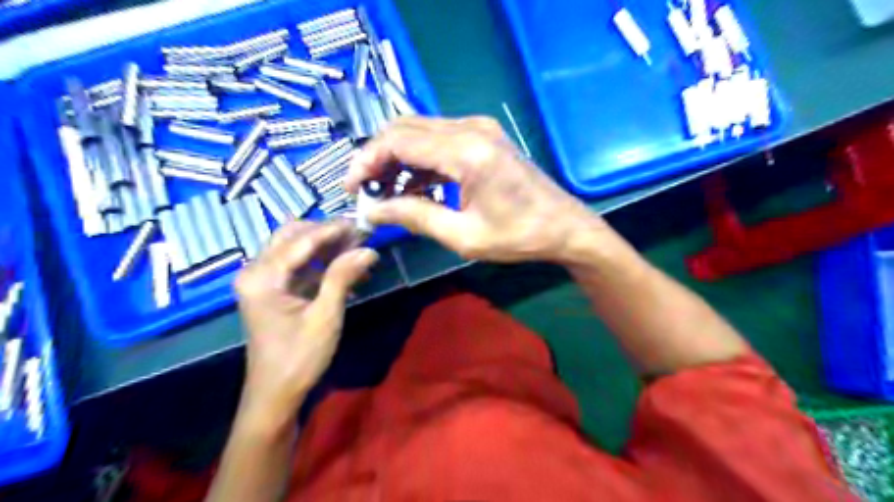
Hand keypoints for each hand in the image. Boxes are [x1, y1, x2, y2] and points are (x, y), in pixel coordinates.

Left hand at [233, 221, 375, 421]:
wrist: (275, 394)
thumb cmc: (299, 357)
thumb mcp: (325, 315)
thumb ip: (343, 276)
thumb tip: (368, 249)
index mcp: (262, 277)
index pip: (301, 240)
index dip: (333, 229)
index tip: (362, 223)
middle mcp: (255, 271)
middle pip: (292, 236)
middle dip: (326, 233)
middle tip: (358, 235)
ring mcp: (261, 281)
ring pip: (294, 248)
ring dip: (324, 246)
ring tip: (355, 248)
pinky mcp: (270, 291)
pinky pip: (295, 266)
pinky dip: (319, 263)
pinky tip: (343, 268)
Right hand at [343, 115, 608, 261]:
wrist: (565, 227)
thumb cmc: (519, 237)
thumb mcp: (463, 235)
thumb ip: (414, 217)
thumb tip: (372, 211)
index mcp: (466, 151)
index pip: (397, 141)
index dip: (366, 161)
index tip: (351, 188)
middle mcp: (470, 128)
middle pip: (404, 128)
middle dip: (377, 157)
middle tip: (365, 191)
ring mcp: (479, 128)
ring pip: (419, 131)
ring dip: (397, 158)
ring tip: (385, 193)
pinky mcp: (483, 136)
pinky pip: (438, 139)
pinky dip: (419, 159)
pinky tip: (412, 186)